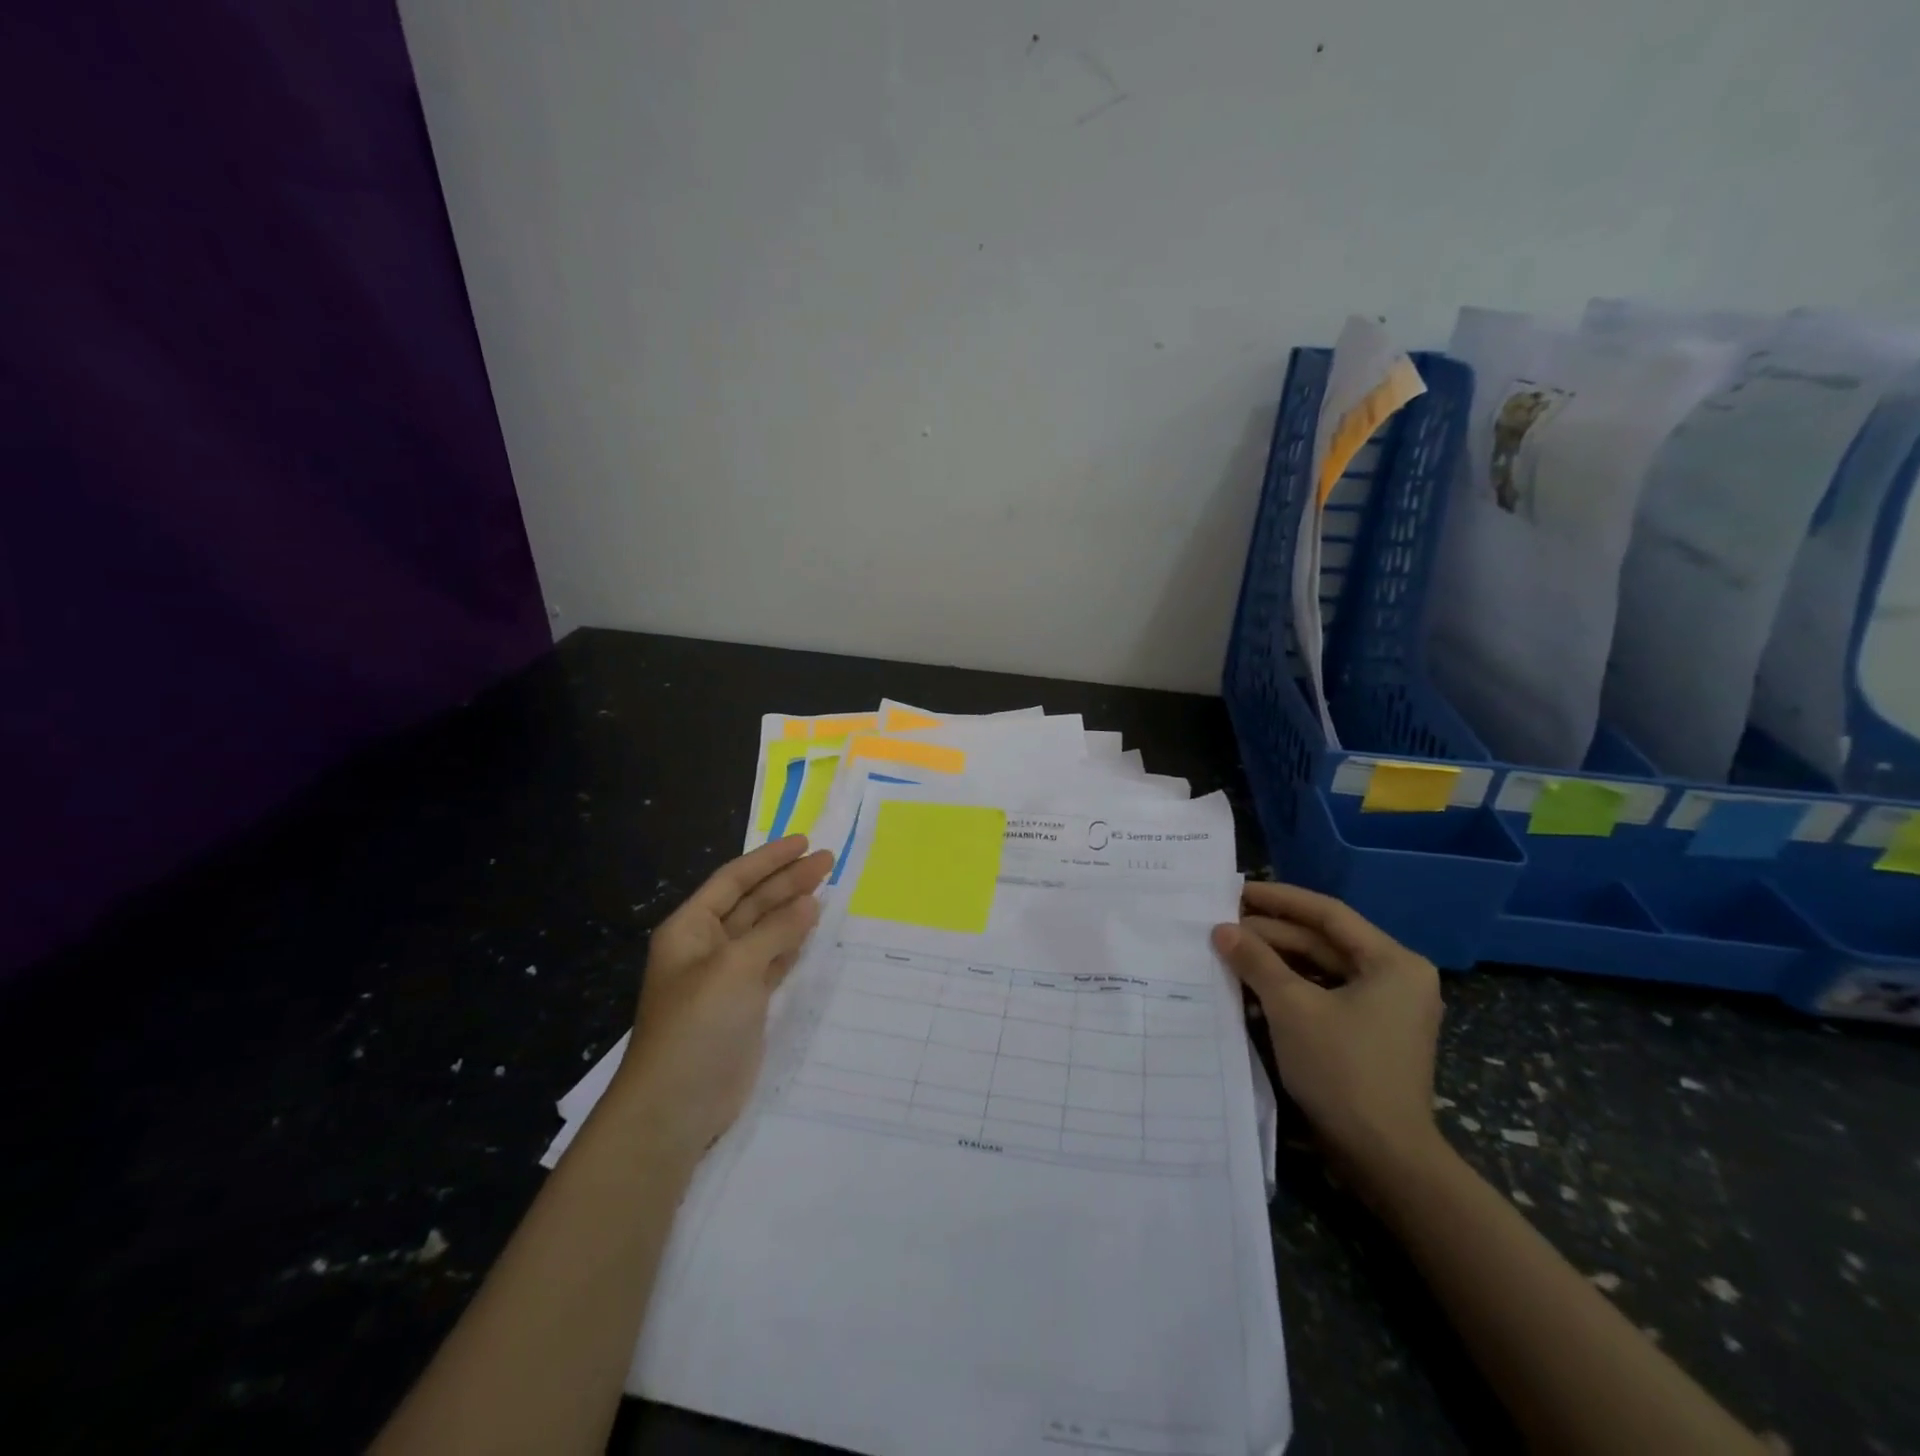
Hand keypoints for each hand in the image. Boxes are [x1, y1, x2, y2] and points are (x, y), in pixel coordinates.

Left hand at [612, 835, 834, 1163]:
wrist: (676, 1105)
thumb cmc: (697, 1024)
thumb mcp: (735, 968)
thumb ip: (774, 931)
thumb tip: (809, 903)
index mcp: (691, 928)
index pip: (733, 880)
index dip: (768, 859)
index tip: (805, 842)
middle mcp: (707, 946)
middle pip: (752, 902)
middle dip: (788, 880)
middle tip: (828, 861)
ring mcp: (727, 976)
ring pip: (765, 931)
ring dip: (793, 909)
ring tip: (827, 887)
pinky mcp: (745, 1004)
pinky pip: (773, 960)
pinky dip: (793, 943)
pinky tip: (813, 929)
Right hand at [1213, 881, 1443, 1200]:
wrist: (1384, 1158)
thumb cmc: (1342, 1069)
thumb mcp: (1291, 1006)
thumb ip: (1255, 960)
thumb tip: (1221, 929)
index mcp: (1392, 962)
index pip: (1327, 914)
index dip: (1279, 899)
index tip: (1236, 890)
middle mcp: (1395, 977)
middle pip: (1323, 941)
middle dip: (1271, 934)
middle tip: (1222, 924)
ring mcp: (1385, 1008)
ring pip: (1321, 969)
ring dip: (1276, 961)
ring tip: (1229, 951)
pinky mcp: (1370, 1034)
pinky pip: (1325, 995)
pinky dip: (1289, 988)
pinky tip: (1250, 986)